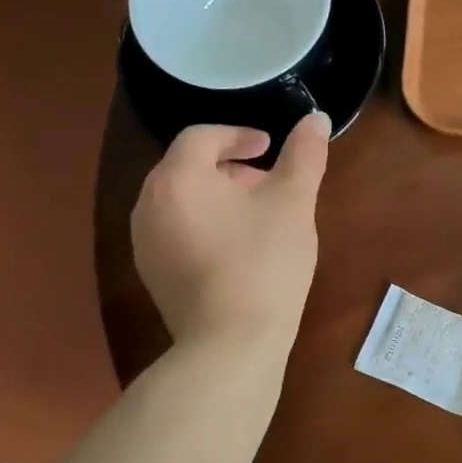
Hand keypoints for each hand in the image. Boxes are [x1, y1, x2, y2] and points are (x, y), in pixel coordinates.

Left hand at [130, 114, 330, 347]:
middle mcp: (148, 205)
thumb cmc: (263, 263)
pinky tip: (237, 249)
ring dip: (217, 195)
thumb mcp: (293, 202)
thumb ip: (305, 154)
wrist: (231, 345)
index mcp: (177, 178)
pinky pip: (176, 231)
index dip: (239, 134)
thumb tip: (316, 117)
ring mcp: (145, 243)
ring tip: (255, 214)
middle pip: (187, 167)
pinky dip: (204, 224)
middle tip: (267, 180)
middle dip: (229, 166)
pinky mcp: (153, 275)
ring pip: (181, 200)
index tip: (269, 147)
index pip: (202, 136)